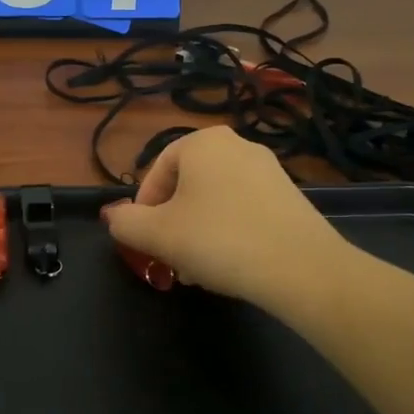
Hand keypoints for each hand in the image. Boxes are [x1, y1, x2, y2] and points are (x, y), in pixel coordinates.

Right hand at [103, 127, 343, 310]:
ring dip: (198, 232)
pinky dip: (229, 233)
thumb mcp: (157, 234)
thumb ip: (125, 223)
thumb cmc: (218, 240)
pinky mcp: (290, 197)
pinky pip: (244, 210)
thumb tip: (112, 215)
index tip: (144, 241)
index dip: (143, 208)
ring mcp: (269, 170)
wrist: (300, 267)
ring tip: (197, 270)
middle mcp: (237, 145)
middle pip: (187, 186)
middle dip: (172, 224)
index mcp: (203, 142)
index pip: (157, 170)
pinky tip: (230, 266)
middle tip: (169, 258)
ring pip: (215, 201)